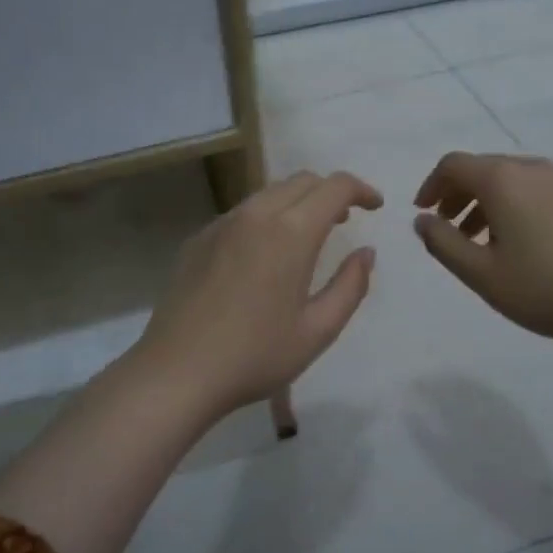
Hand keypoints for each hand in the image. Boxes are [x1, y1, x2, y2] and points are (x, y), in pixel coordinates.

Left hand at [132, 170, 382, 422]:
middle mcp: (256, 215)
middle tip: (345, 221)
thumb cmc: (256, 355)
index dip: (361, 189)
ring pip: (269, 193)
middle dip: (330, 192)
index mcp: (291, 232)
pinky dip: (266, 218)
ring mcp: (222, 224)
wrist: (177, 371)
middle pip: (302, 181)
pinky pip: (242, 213)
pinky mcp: (198, 239)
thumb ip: (351, 286)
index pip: (334, 186)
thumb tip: (366, 252)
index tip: (375, 206)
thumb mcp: (318, 330)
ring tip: (308, 235)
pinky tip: (264, 255)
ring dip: (297, 203)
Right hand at [413, 152, 552, 353]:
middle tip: (445, 228)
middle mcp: (530, 169)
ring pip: (507, 179)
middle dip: (456, 194)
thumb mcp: (480, 273)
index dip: (431, 186)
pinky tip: (511, 241)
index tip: (423, 213)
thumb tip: (423, 220)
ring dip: (482, 201)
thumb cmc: (542, 288)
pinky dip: (509, 204)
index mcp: (502, 179)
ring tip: (474, 240)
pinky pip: (530, 189)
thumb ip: (442, 242)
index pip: (453, 165)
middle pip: (480, 168)